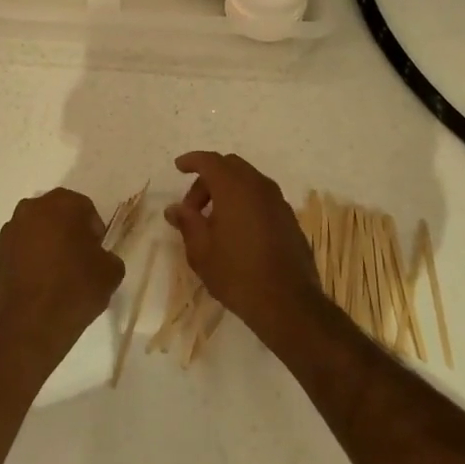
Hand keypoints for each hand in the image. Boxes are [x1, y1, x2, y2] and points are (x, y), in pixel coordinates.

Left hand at [0, 188, 124, 358]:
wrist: (30, 325)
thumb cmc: (75, 289)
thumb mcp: (111, 272)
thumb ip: (108, 256)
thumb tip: (98, 259)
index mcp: (61, 204)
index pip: (84, 208)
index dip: (94, 231)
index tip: (97, 253)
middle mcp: (31, 209)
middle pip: (56, 215)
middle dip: (68, 232)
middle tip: (80, 260)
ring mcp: (9, 232)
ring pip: (35, 232)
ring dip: (47, 245)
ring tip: (58, 275)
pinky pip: (20, 252)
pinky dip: (30, 261)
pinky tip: (39, 286)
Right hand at [165, 152, 322, 337]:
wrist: (287, 303)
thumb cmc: (237, 274)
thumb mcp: (201, 251)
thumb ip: (187, 222)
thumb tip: (174, 208)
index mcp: (234, 188)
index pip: (210, 161)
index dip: (192, 160)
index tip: (179, 167)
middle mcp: (259, 187)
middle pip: (230, 166)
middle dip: (208, 179)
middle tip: (193, 207)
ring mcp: (278, 202)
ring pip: (248, 181)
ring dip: (227, 190)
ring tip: (213, 220)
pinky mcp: (289, 218)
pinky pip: (261, 197)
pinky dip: (244, 201)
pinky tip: (237, 230)